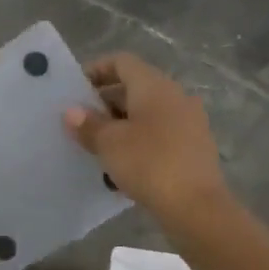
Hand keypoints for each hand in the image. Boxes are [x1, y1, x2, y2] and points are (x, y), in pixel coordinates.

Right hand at [64, 52, 228, 222]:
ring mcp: (189, 122)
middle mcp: (175, 96)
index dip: (96, 70)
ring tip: (97, 146)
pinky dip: (138, 141)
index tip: (75, 90)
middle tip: (80, 122)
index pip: (122, 62)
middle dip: (105, 102)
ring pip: (147, 113)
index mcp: (154, 85)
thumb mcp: (109, 144)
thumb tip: (72, 112)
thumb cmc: (149, 163)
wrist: (196, 207)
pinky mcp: (194, 147)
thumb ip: (88, 125)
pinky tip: (122, 166)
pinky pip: (160, 134)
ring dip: (121, 124)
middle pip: (135, 87)